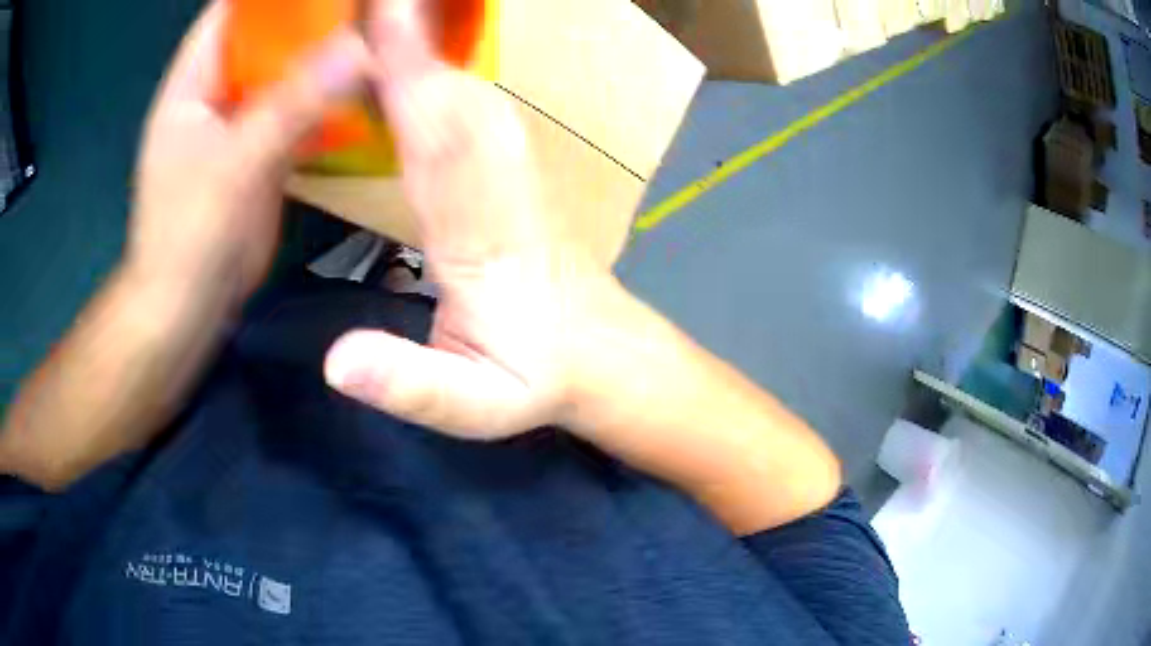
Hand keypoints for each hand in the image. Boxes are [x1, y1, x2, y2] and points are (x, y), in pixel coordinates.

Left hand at [128, 1, 369, 312]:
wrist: (187, 309)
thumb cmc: (189, 238)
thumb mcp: (235, 166)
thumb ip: (292, 103)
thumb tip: (361, 47)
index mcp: (192, 82)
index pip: (233, 12)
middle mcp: (217, 92)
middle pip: (267, 35)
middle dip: (314, 14)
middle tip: (368, 5)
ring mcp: (241, 121)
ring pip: (287, 70)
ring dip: (326, 51)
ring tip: (377, 30)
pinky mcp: (261, 150)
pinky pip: (299, 107)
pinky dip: (328, 93)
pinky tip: (365, 82)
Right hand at [324, 0, 604, 436]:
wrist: (602, 358)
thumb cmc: (537, 381)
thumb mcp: (474, 407)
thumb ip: (410, 385)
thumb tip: (335, 363)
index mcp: (483, 242)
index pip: (441, 145)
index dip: (412, 78)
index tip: (385, 18)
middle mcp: (502, 193)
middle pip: (460, 103)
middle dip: (416, 46)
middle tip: (375, 7)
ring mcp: (515, 180)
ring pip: (474, 101)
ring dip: (431, 56)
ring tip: (389, 23)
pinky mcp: (515, 179)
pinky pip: (479, 116)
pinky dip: (445, 81)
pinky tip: (421, 71)